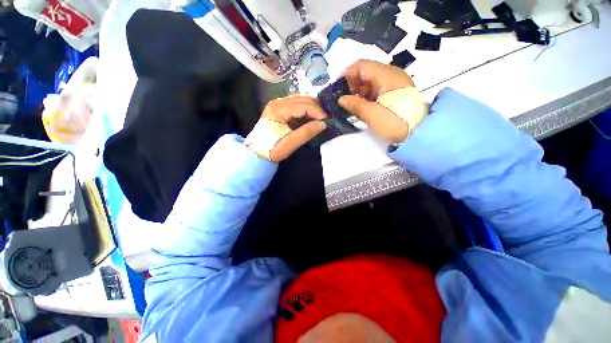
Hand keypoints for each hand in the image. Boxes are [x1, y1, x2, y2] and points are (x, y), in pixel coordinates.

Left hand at [247, 95, 326, 161]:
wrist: (258, 152)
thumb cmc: (272, 149)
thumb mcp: (290, 143)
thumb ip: (306, 132)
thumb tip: (323, 124)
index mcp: (278, 109)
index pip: (303, 105)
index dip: (317, 112)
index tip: (327, 121)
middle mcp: (278, 102)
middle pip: (302, 99)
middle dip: (317, 108)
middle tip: (326, 119)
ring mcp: (278, 103)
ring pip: (301, 100)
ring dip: (313, 107)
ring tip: (321, 117)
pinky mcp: (281, 108)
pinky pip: (297, 104)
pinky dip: (307, 109)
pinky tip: (312, 116)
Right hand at [338, 60, 418, 143]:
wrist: (419, 133)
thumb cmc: (394, 122)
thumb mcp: (372, 114)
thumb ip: (354, 104)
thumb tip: (341, 99)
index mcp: (386, 75)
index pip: (361, 65)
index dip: (347, 74)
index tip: (337, 88)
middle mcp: (392, 74)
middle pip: (366, 72)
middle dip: (352, 84)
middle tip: (343, 99)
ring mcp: (395, 83)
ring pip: (371, 81)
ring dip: (359, 90)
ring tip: (351, 104)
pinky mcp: (396, 93)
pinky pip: (378, 89)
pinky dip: (367, 95)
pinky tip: (362, 106)